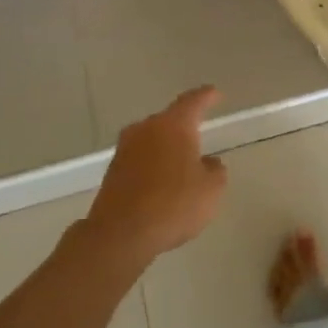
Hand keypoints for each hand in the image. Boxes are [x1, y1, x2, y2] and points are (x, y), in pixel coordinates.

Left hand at [83, 86, 227, 264]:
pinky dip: (152, 167)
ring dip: (166, 148)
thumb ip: (215, 170)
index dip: (206, 97)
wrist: (121, 234)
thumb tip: (207, 162)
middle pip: (168, 120)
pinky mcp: (112, 172)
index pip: (192, 102)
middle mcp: (145, 129)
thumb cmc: (173, 204)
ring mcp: (124, 150)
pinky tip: (162, 184)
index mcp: (173, 125)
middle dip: (183, 127)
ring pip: (151, 141)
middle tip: (199, 133)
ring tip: (182, 163)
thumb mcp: (211, 189)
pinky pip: (139, 160)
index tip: (214, 93)